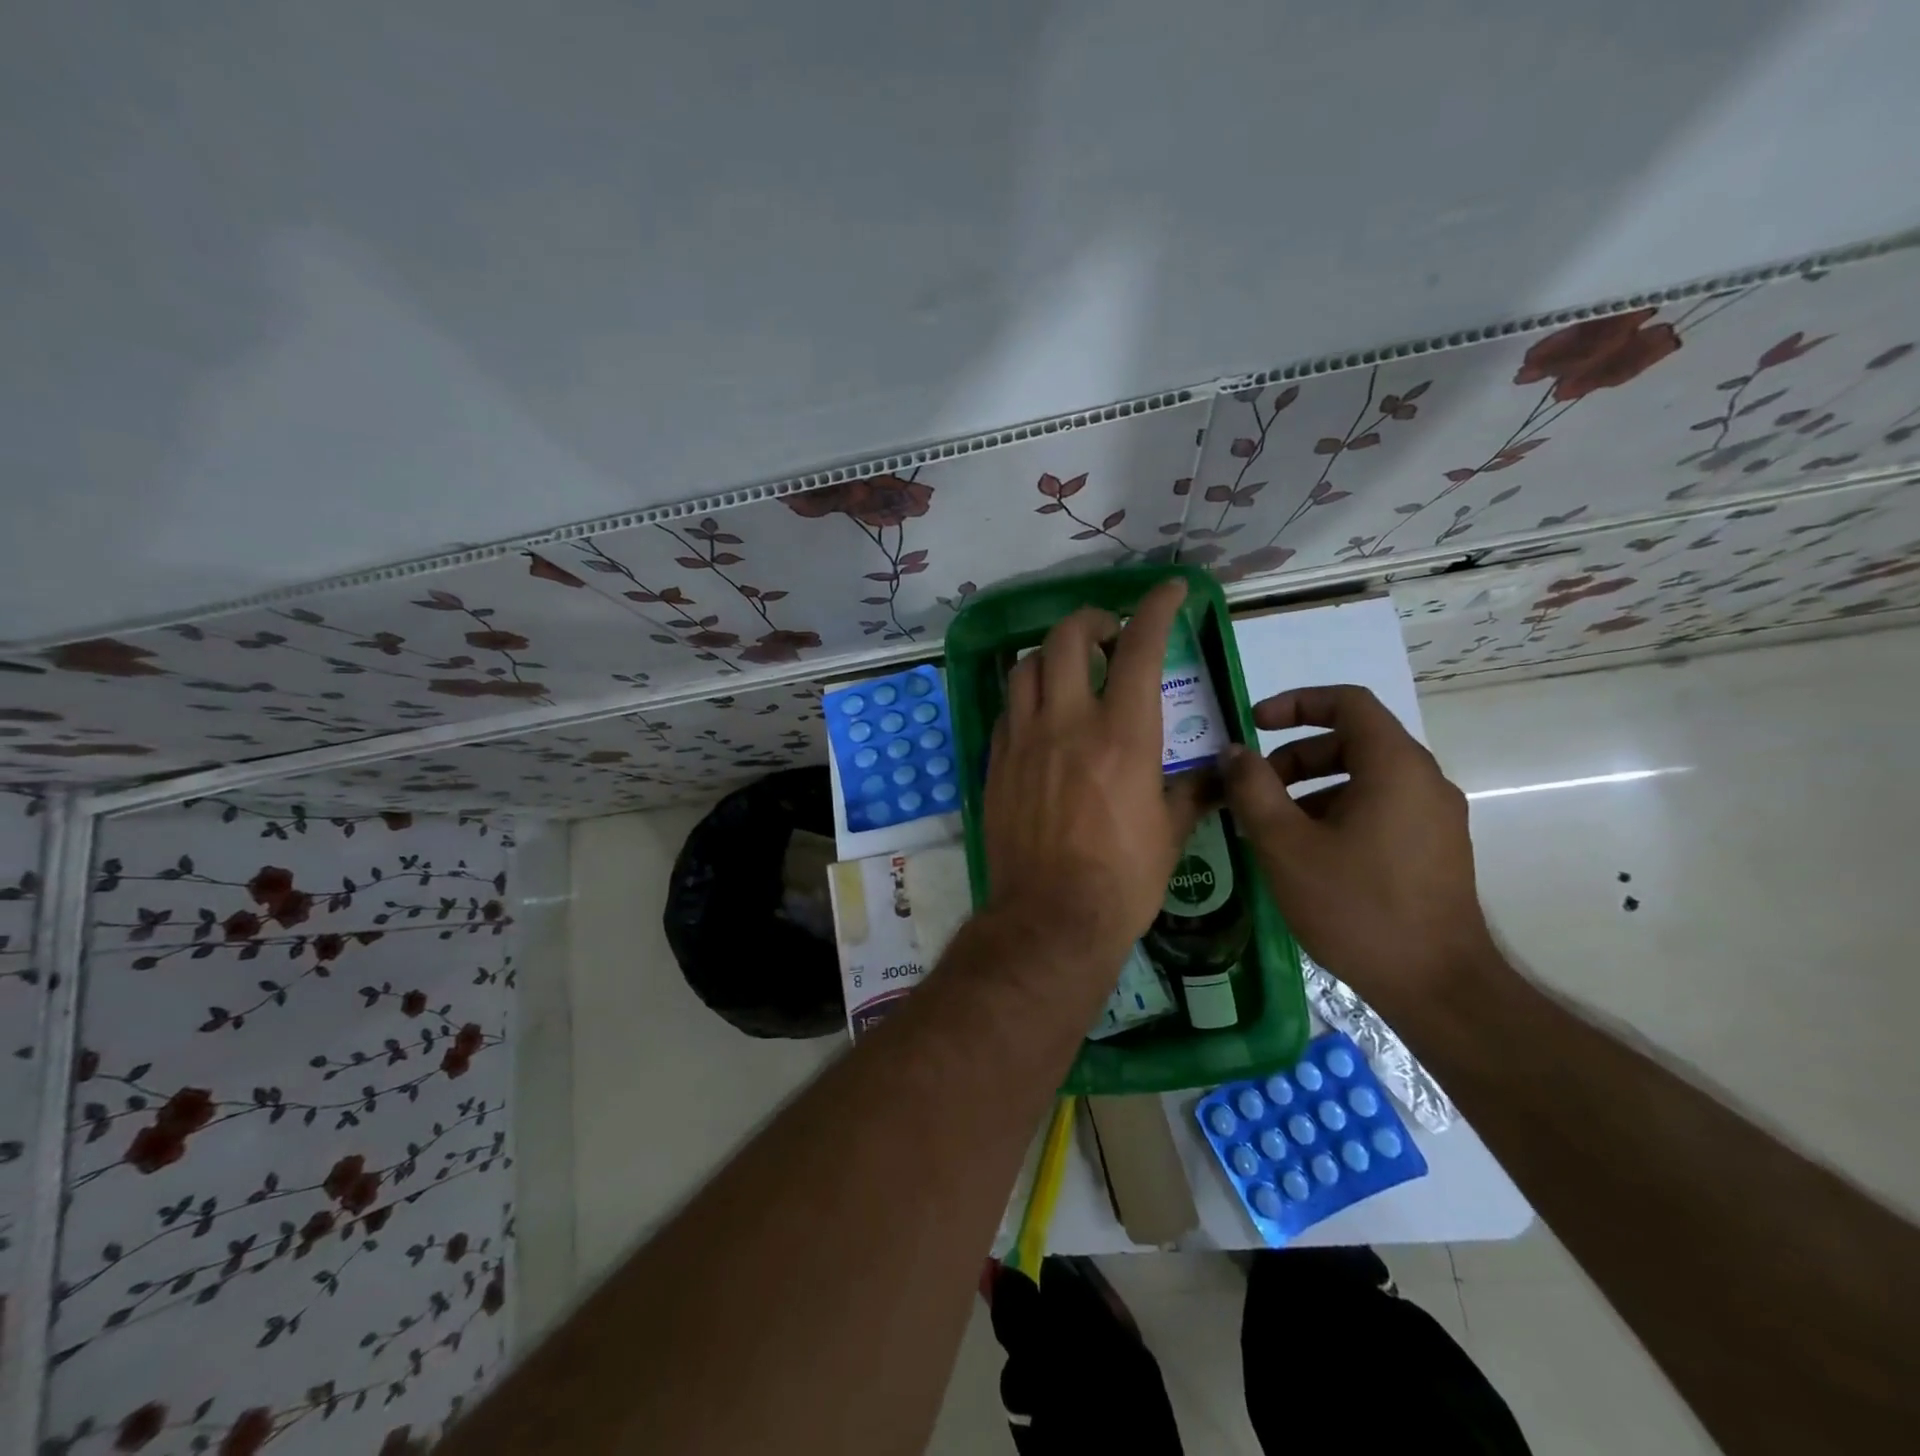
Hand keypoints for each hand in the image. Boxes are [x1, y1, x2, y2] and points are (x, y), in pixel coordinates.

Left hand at [982, 580, 1207, 979]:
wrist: (1051, 919)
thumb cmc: (1123, 880)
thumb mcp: (1172, 833)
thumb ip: (1193, 791)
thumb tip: (1218, 774)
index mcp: (1123, 735)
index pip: (1139, 647)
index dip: (1156, 607)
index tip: (1169, 591)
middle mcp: (1067, 724)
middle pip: (1066, 638)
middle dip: (1090, 621)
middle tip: (1108, 635)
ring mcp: (1023, 741)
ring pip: (1024, 667)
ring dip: (1050, 653)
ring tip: (1068, 667)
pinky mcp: (997, 763)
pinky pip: (1006, 710)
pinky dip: (1026, 697)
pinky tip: (1040, 715)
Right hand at [1218, 685, 1495, 1011]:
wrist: (1437, 987)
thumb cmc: (1356, 906)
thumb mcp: (1285, 845)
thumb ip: (1253, 789)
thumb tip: (1234, 752)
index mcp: (1395, 766)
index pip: (1347, 702)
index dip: (1295, 703)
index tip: (1253, 724)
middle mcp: (1424, 781)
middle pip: (1353, 741)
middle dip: (1294, 756)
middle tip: (1253, 789)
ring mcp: (1435, 817)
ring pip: (1364, 778)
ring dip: (1311, 788)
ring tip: (1271, 828)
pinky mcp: (1435, 849)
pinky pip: (1379, 808)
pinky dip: (1337, 812)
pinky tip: (1306, 855)